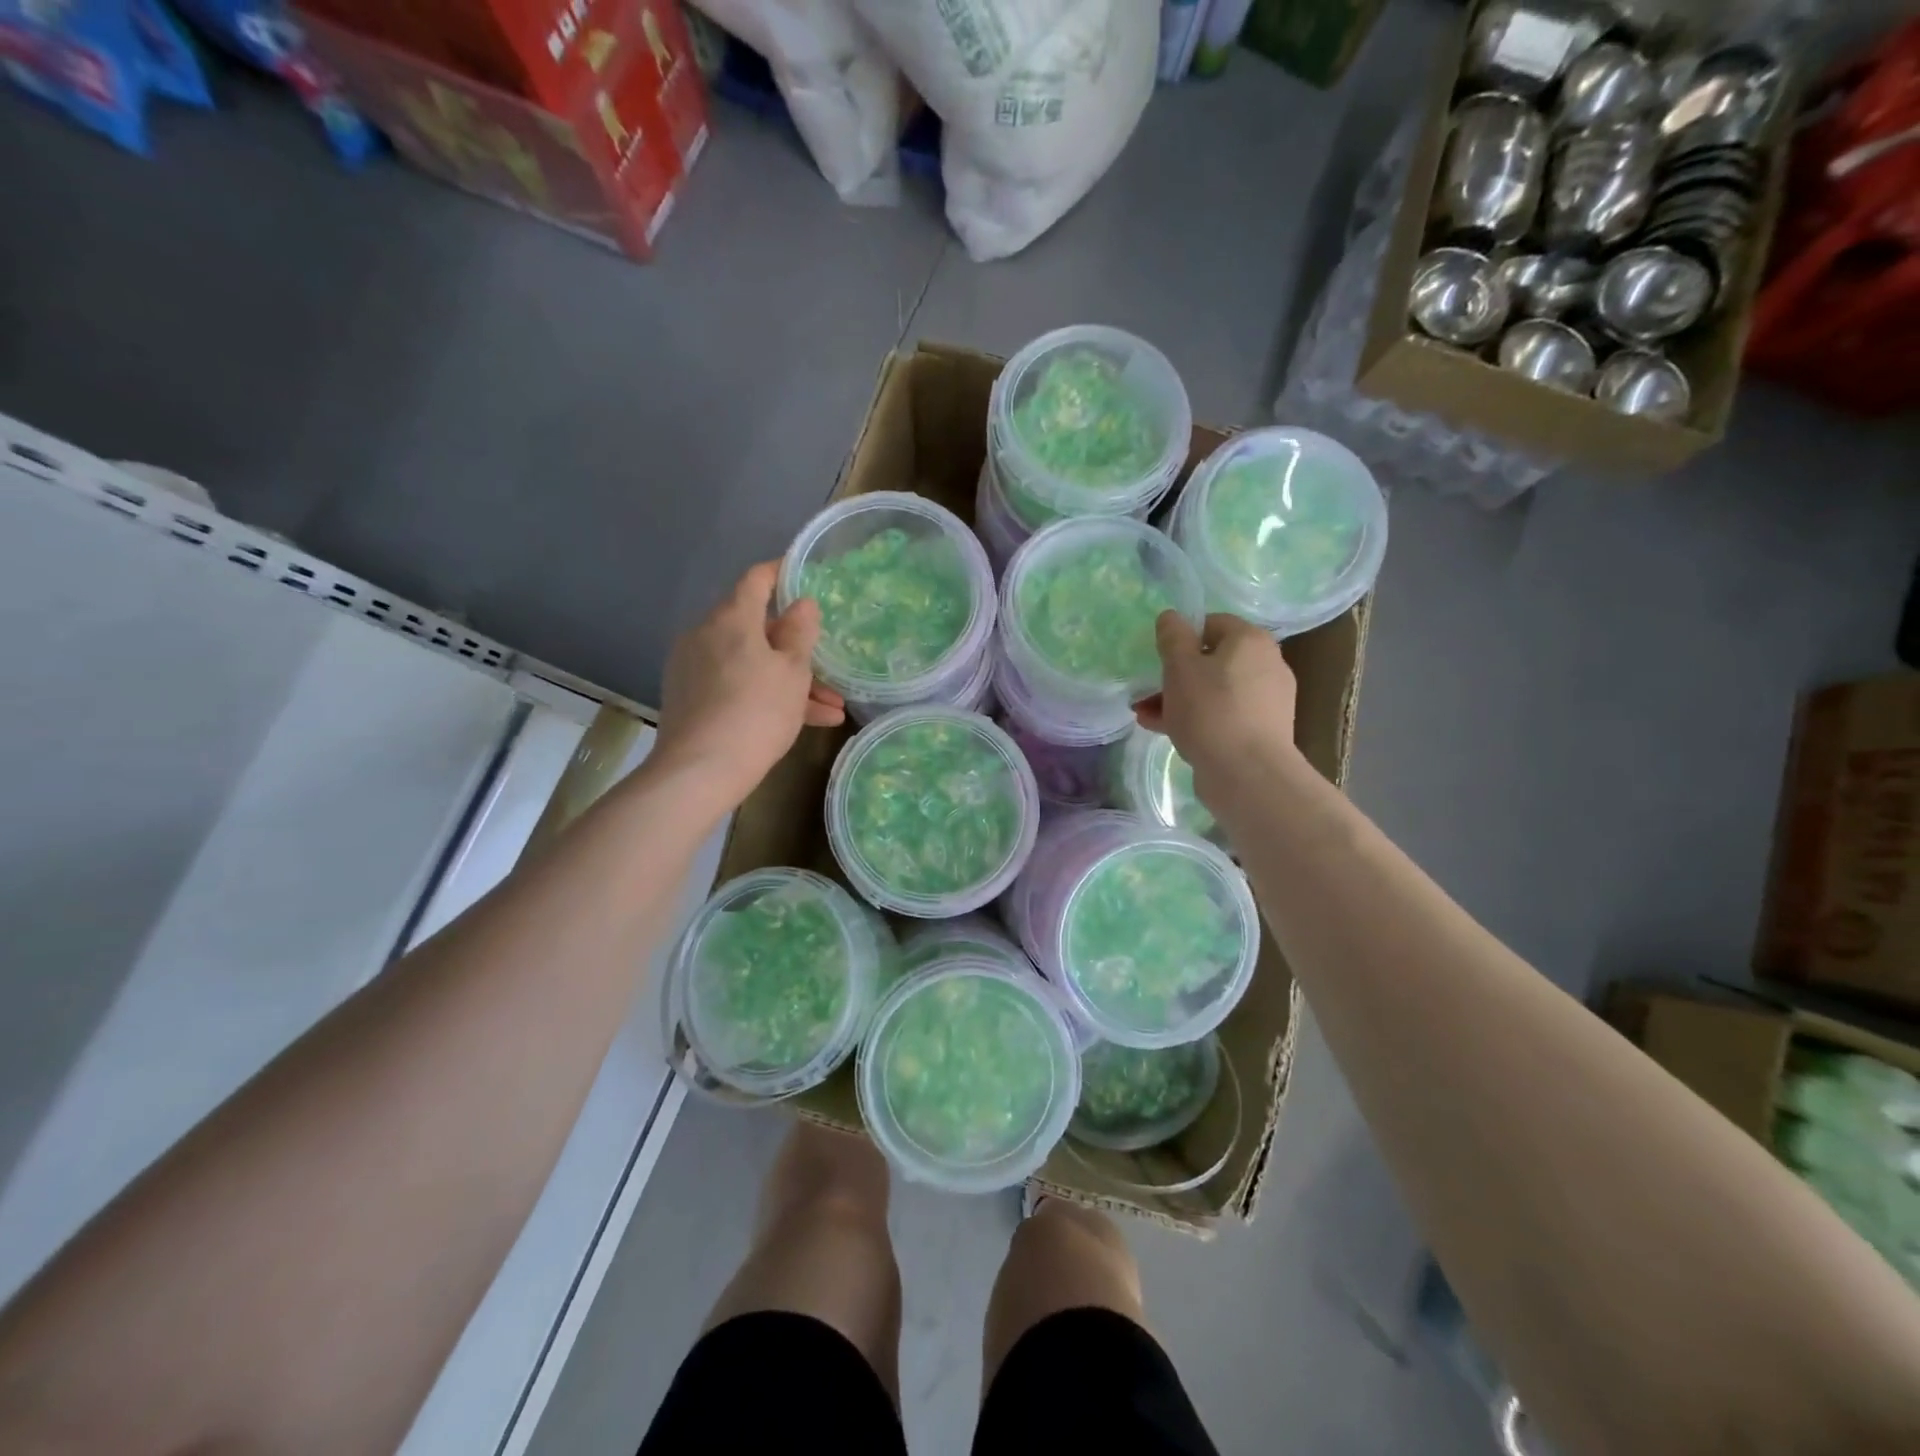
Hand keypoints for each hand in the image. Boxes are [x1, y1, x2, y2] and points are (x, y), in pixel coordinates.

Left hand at [653, 562, 844, 808]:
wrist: (700, 770)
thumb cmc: (756, 711)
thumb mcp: (792, 671)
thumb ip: (800, 632)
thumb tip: (802, 603)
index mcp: (731, 619)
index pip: (756, 580)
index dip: (781, 573)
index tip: (802, 572)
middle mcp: (706, 635)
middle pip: (757, 630)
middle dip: (796, 650)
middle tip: (830, 666)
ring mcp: (694, 668)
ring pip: (752, 664)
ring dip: (790, 682)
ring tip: (830, 709)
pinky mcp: (690, 698)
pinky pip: (736, 685)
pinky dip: (766, 696)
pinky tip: (803, 722)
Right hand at [1136, 612, 1299, 795]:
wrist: (1248, 773)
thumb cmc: (1210, 710)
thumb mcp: (1180, 668)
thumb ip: (1173, 637)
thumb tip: (1171, 617)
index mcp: (1250, 640)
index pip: (1211, 623)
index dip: (1180, 638)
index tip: (1158, 659)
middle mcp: (1266, 664)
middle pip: (1212, 660)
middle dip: (1174, 674)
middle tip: (1146, 691)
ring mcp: (1267, 700)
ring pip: (1214, 690)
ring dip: (1179, 699)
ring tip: (1147, 716)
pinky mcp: (1261, 730)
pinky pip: (1223, 714)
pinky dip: (1197, 718)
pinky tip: (1166, 731)